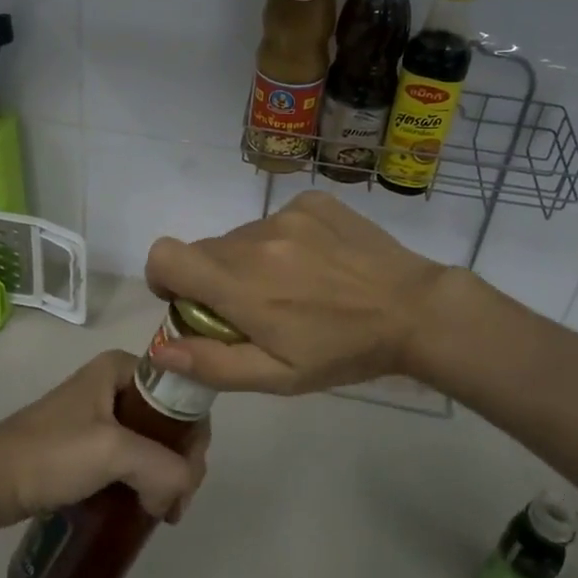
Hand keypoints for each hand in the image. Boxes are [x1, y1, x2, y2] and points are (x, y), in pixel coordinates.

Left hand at [0, 351, 209, 530]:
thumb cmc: (50, 454)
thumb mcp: (113, 452)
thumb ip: (163, 467)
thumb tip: (180, 493)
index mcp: (121, 367)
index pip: (180, 393)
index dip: (194, 435)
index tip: (189, 477)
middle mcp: (114, 383)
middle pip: (169, 420)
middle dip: (181, 461)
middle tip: (175, 504)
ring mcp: (99, 414)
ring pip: (152, 443)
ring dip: (164, 476)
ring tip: (162, 512)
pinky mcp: (88, 444)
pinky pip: (131, 459)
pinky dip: (144, 481)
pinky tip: (145, 508)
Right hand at [144, 191, 454, 393]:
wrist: (414, 309)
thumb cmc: (344, 351)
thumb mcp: (279, 377)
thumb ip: (214, 363)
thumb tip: (163, 349)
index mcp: (240, 284)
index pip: (165, 256)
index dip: (164, 278)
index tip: (188, 301)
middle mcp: (254, 239)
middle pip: (204, 250)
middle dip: (214, 279)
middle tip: (255, 307)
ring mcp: (286, 214)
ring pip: (240, 237)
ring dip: (251, 261)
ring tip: (296, 286)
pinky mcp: (312, 201)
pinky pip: (275, 220)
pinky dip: (282, 241)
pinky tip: (317, 263)